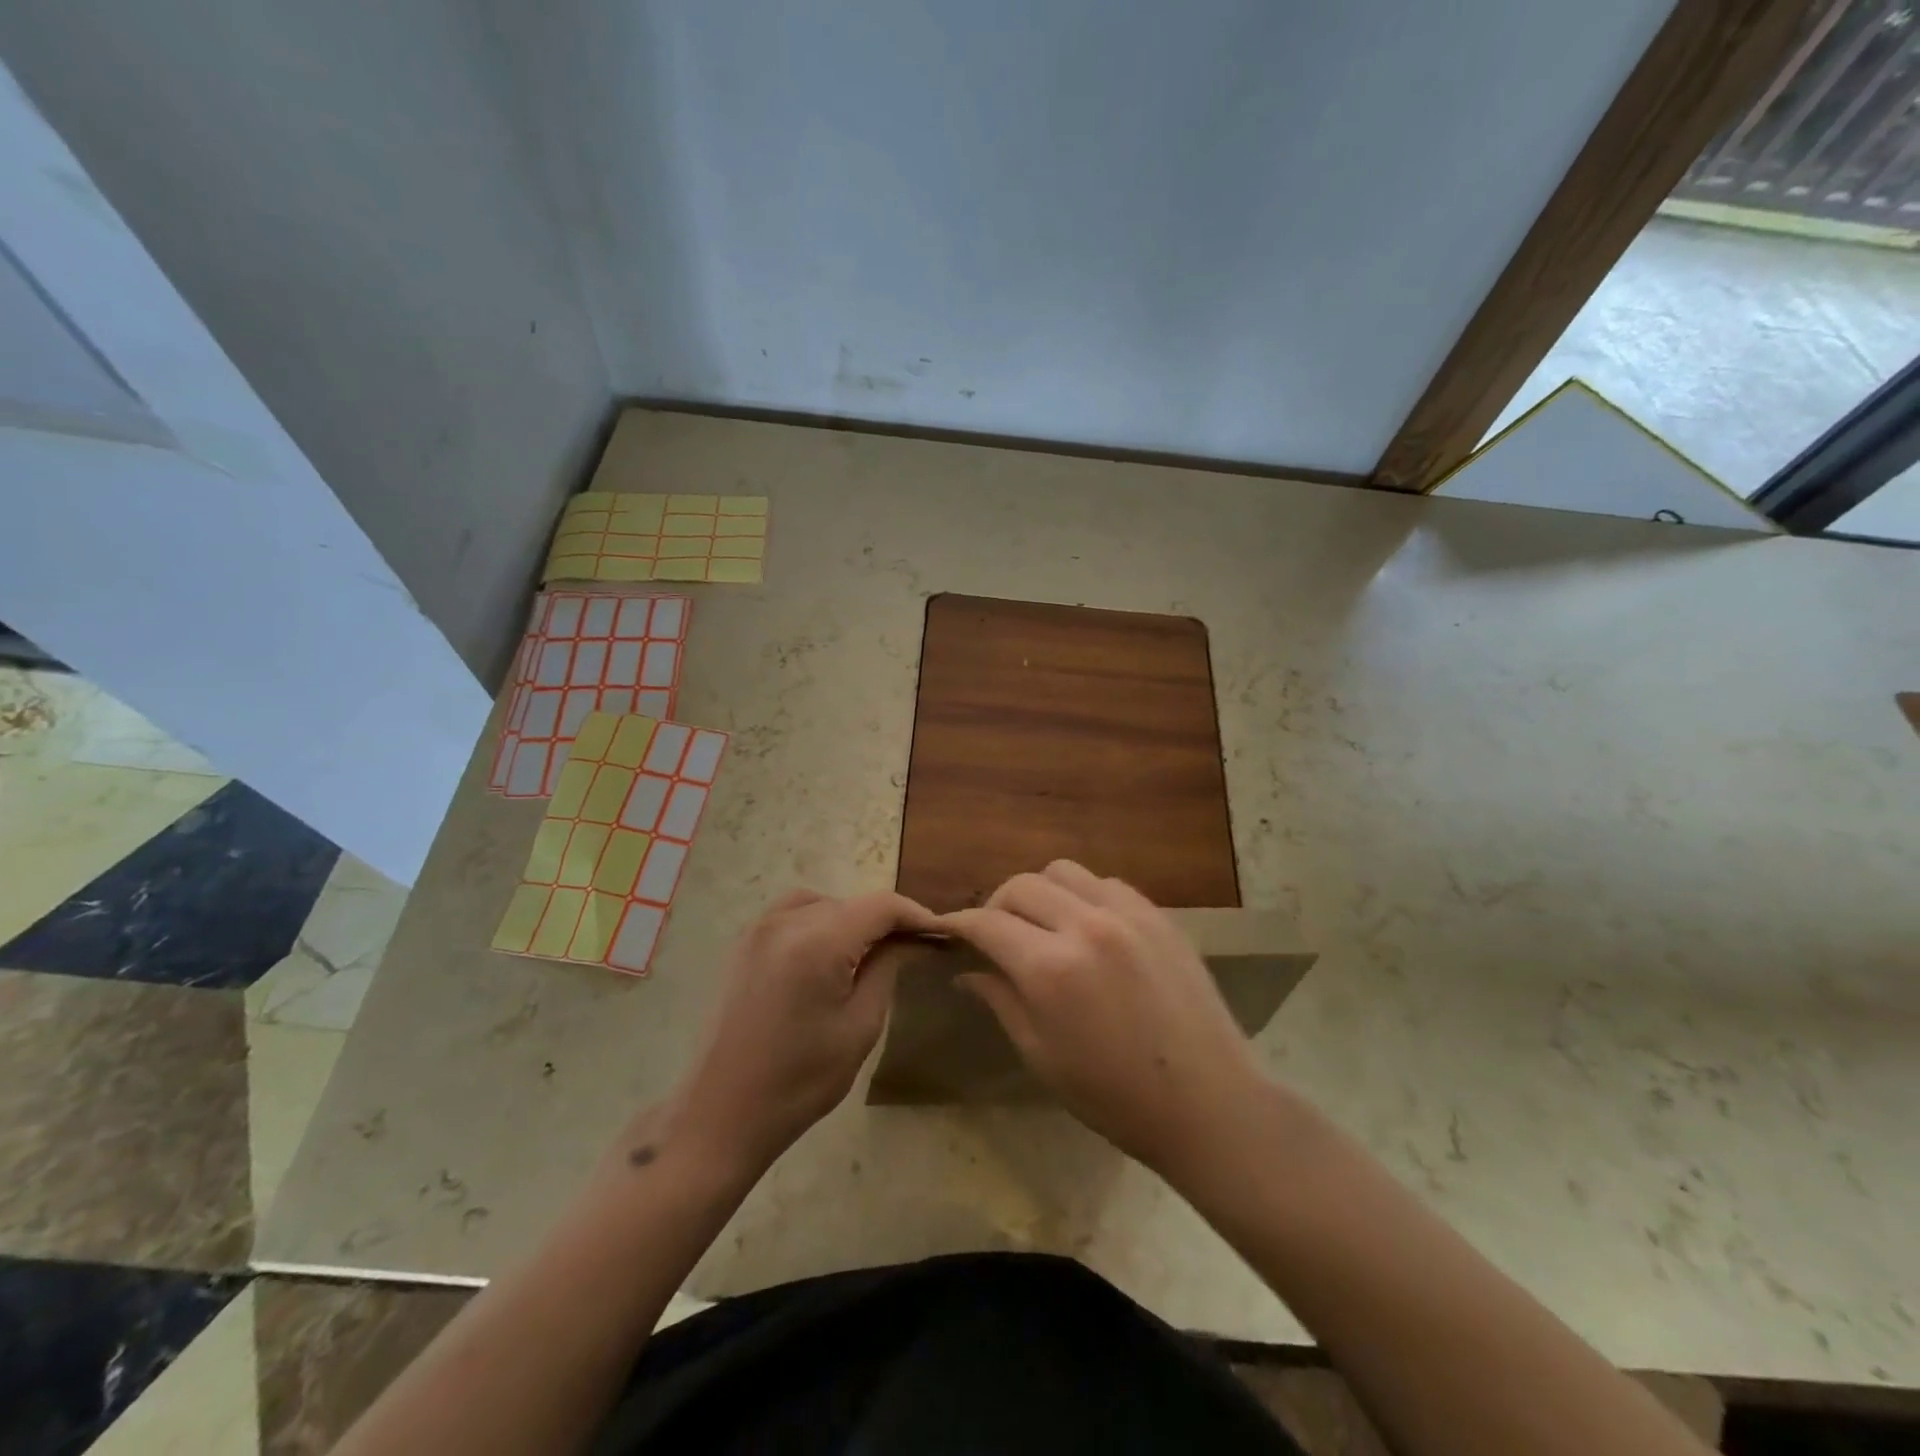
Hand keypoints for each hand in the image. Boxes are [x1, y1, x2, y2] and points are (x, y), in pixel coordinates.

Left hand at [671, 888, 937, 1173]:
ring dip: (852, 919)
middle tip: (913, 949)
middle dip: (886, 921)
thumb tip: (908, 941)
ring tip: (871, 952)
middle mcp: (785, 922)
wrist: (721, 1114)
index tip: (941, 933)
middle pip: (852, 903)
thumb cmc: (799, 1080)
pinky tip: (829, 954)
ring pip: (823, 903)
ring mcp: (759, 929)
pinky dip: (820, 921)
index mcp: (818, 942)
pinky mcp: (744, 944)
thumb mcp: (859, 1027)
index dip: (916, 914)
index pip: (881, 906)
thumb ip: (886, 969)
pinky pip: (793, 914)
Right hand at [941, 862, 1262, 1180]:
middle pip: (1020, 885)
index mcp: (1050, 968)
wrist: (1209, 1103)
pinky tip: (1086, 926)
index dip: (960, 924)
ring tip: (1041, 924)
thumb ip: (1001, 1001)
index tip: (948, 930)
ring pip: (1062, 872)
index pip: (987, 923)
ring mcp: (1126, 914)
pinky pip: (1105, 883)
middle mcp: (1085, 925)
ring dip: (1040, 891)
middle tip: (994, 934)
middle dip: (995, 905)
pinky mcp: (1157, 915)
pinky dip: (1082, 895)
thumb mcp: (1042, 1056)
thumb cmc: (1115, 1097)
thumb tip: (966, 972)